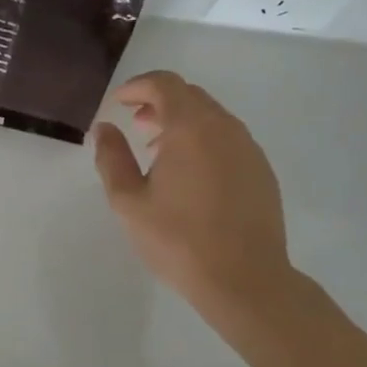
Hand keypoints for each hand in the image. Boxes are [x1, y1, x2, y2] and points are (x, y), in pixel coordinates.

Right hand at [91, 70, 296, 320]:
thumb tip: (105, 128)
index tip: (118, 104)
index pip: (164, 83)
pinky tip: (191, 174)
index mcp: (190, 127)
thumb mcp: (129, 201)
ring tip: (159, 152)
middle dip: (158, 101)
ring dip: (182, 120)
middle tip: (136, 125)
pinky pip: (228, 137)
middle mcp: (224, 127)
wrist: (247, 283)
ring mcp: (248, 148)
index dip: (137, 87)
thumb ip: (112, 157)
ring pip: (211, 115)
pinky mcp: (262, 170)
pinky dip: (204, 139)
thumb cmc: (179, 240)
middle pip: (188, 94)